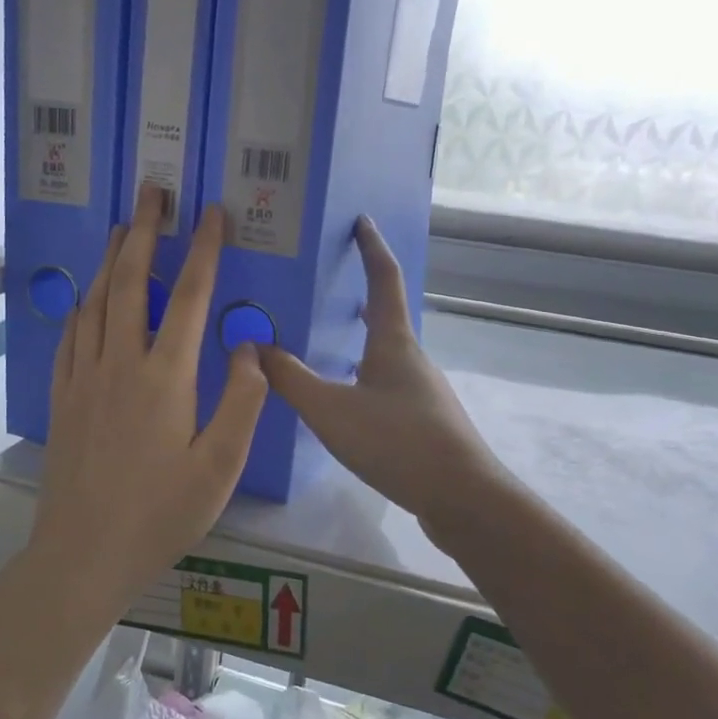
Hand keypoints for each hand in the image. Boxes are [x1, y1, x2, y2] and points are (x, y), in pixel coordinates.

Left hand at [26, 186, 268, 612]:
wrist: (83, 554)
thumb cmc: (160, 514)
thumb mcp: (218, 467)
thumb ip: (241, 401)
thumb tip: (249, 346)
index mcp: (165, 377)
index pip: (187, 297)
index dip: (202, 250)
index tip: (211, 212)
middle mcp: (120, 364)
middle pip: (130, 282)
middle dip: (144, 232)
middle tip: (152, 191)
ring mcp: (84, 378)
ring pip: (96, 301)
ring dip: (111, 259)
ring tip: (122, 227)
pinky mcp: (62, 397)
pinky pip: (71, 335)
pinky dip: (83, 304)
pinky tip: (88, 297)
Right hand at [257, 218, 512, 539]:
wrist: (462, 498)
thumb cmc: (397, 442)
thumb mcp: (331, 410)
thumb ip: (290, 379)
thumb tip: (254, 346)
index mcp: (393, 342)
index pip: (383, 279)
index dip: (371, 247)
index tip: (361, 220)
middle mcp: (412, 358)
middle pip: (386, 316)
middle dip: (359, 295)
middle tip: (327, 283)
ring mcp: (423, 391)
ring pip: (385, 354)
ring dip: (360, 340)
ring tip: (326, 342)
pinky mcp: (425, 422)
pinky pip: (387, 385)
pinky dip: (364, 375)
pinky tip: (346, 401)